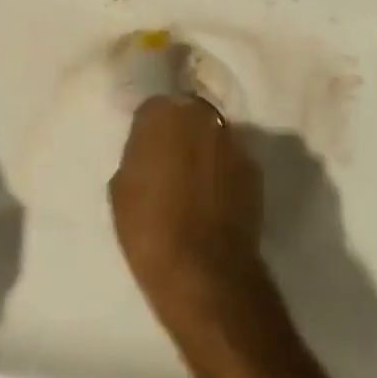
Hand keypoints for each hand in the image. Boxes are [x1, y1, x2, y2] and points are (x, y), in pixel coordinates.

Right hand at [109, 94, 270, 339]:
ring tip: (195, 182)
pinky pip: (232, 161)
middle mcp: (201, 115)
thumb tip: (150, 151)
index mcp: (162, 114)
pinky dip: (224, 172)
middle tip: (170, 162)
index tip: (146, 150)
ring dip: (204, 149)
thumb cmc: (149, 228)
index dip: (149, 129)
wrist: (203, 270)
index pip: (153, 107)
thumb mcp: (122, 188)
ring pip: (213, 135)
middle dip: (180, 132)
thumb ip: (137, 155)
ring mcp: (232, 140)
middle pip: (188, 114)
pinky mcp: (254, 168)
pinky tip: (215, 198)